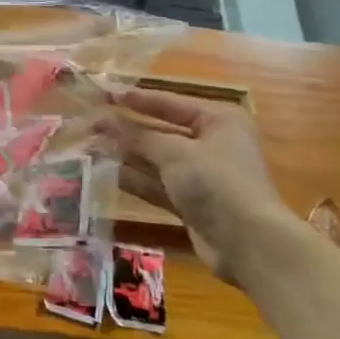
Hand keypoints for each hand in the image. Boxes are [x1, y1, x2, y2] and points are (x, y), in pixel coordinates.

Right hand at [101, 89, 295, 285]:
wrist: (249, 244)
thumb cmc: (216, 182)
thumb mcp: (175, 153)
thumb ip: (137, 137)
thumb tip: (104, 121)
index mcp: (218, 120)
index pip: (169, 103)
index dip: (136, 99)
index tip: (104, 94)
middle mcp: (212, 143)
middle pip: (161, 131)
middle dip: (127, 130)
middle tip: (91, 124)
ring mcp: (202, 175)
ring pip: (157, 159)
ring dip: (126, 154)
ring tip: (90, 146)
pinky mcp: (192, 202)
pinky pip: (158, 184)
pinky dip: (135, 179)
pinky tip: (106, 172)